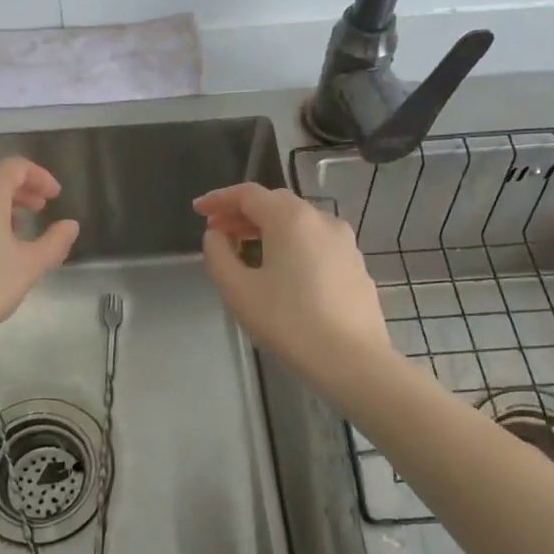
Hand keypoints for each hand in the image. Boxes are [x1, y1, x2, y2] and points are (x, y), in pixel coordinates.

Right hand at [194, 183, 392, 387]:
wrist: (352, 359)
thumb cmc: (289, 322)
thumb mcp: (238, 290)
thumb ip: (218, 255)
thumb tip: (216, 235)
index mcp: (290, 219)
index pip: (248, 194)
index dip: (219, 199)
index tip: (198, 211)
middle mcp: (320, 219)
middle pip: (275, 203)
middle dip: (242, 213)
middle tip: (218, 232)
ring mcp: (343, 241)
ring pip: (298, 221)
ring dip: (267, 228)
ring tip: (246, 251)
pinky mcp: (355, 263)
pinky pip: (315, 241)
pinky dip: (291, 243)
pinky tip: (282, 270)